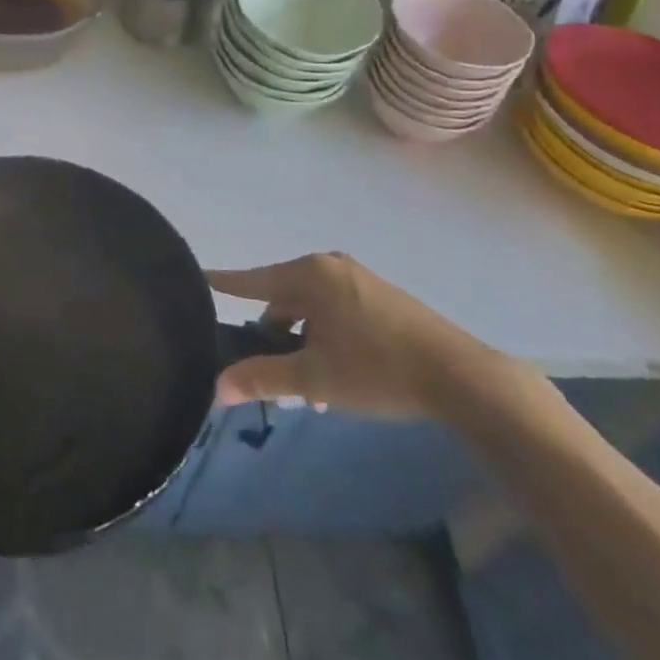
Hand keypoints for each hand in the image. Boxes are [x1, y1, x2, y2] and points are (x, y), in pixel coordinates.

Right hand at [208, 253, 506, 419]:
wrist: (461, 377)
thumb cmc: (377, 369)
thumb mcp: (315, 378)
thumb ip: (263, 379)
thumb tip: (217, 388)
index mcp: (309, 274)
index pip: (253, 279)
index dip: (225, 283)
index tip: (198, 276)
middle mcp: (330, 267)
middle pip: (284, 298)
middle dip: (275, 338)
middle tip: (274, 378)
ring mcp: (359, 280)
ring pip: (312, 310)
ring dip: (303, 344)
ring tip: (310, 392)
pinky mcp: (382, 297)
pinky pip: (336, 312)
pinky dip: (326, 338)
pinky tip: (337, 378)